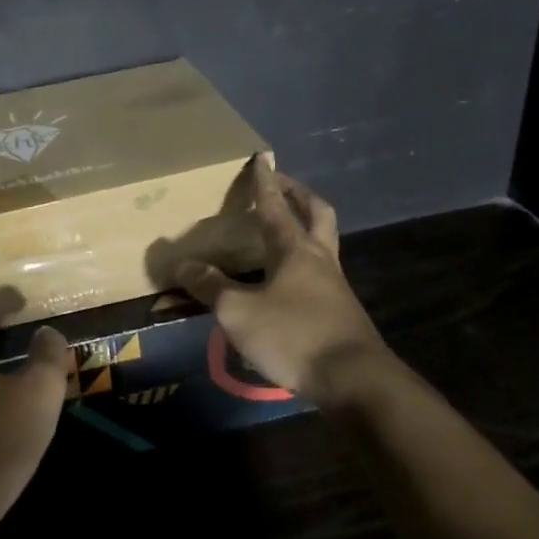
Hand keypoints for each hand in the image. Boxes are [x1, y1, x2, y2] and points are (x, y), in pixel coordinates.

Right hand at [175, 156, 394, 405]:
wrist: (355, 381)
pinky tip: (285, 279)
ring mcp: (334, 285)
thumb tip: (183, 264)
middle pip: (316, 214)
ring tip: (281, 228)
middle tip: (281, 185)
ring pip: (322, 241)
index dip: (264, 182)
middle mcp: (319, 259)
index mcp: (294, 249)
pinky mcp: (339, 311)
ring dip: (305, 226)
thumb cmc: (294, 335)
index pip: (275, 205)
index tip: (261, 157)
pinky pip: (320, 271)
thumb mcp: (239, 312)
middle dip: (298, 195)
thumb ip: (210, 287)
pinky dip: (303, 261)